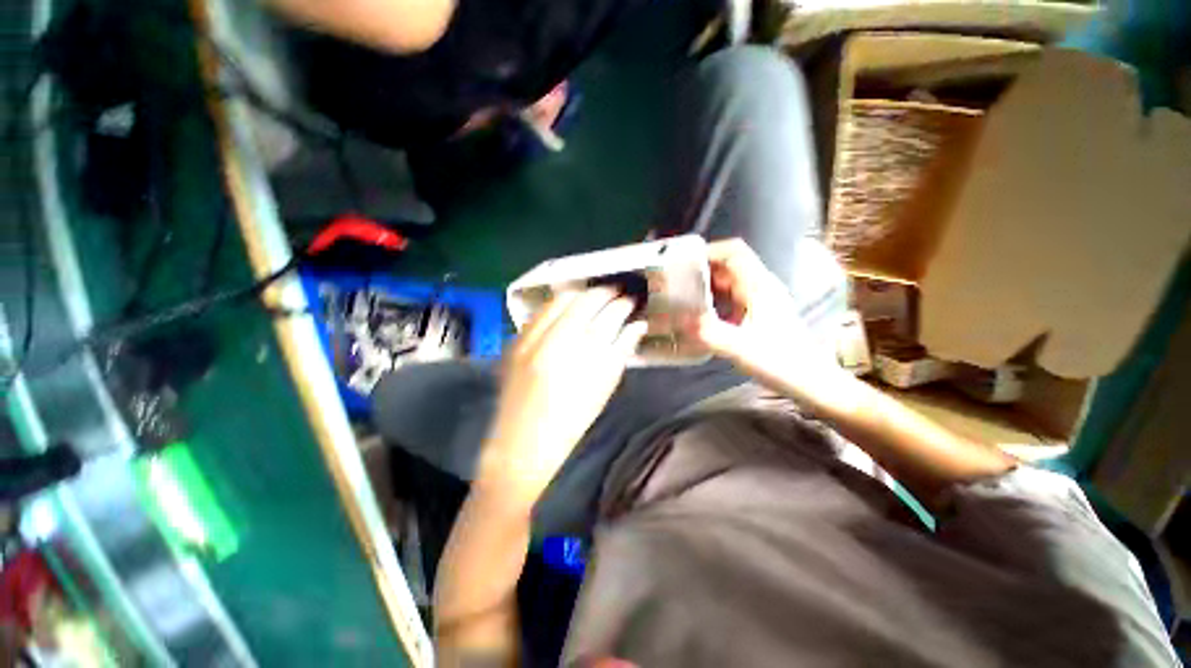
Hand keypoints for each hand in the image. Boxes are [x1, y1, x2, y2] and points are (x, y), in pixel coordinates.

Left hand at [479, 288, 647, 504]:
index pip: (608, 317)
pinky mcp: (515, 341)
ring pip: (560, 300)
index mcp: (582, 359)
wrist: (522, 443)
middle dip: (604, 292)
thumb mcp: (603, 389)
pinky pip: (540, 311)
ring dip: (581, 294)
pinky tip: (568, 308)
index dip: (622, 305)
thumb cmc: (571, 422)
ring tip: (594, 298)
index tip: (631, 301)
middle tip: (616, 294)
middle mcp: (554, 343)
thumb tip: (638, 325)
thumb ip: (621, 351)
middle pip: (584, 301)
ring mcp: (530, 339)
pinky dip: (558, 304)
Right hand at [685, 239, 840, 383]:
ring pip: (727, 281)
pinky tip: (697, 312)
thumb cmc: (780, 361)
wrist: (810, 381)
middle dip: (701, 268)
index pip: (734, 252)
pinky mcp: (756, 313)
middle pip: (728, 265)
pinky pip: (729, 297)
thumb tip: (677, 320)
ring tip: (680, 294)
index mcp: (758, 286)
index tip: (682, 262)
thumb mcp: (740, 348)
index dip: (708, 250)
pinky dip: (711, 299)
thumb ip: (708, 333)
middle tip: (674, 280)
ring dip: (705, 284)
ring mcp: (758, 300)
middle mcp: (759, 287)